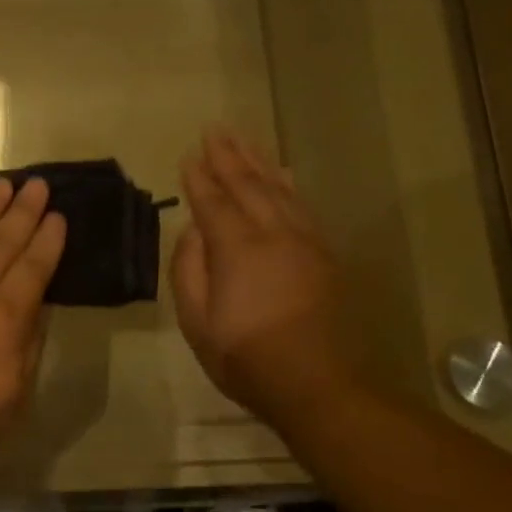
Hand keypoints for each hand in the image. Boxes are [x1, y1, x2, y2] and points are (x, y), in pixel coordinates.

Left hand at [0, 176, 66, 483]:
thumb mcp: (16, 393)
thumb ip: (28, 343)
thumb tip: (36, 304)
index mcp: (5, 317)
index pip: (33, 267)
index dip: (48, 239)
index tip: (57, 215)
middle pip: (1, 241)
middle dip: (23, 211)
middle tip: (36, 184)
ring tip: (0, 185)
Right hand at [172, 128, 353, 416]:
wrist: (316, 383)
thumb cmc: (245, 357)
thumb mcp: (197, 322)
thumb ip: (189, 271)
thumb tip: (193, 233)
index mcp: (238, 249)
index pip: (213, 202)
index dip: (199, 177)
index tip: (188, 154)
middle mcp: (273, 233)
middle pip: (249, 184)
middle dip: (229, 155)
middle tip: (215, 128)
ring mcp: (304, 241)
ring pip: (279, 189)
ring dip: (258, 161)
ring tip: (243, 139)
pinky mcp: (323, 254)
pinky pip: (302, 205)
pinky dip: (287, 183)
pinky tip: (283, 173)